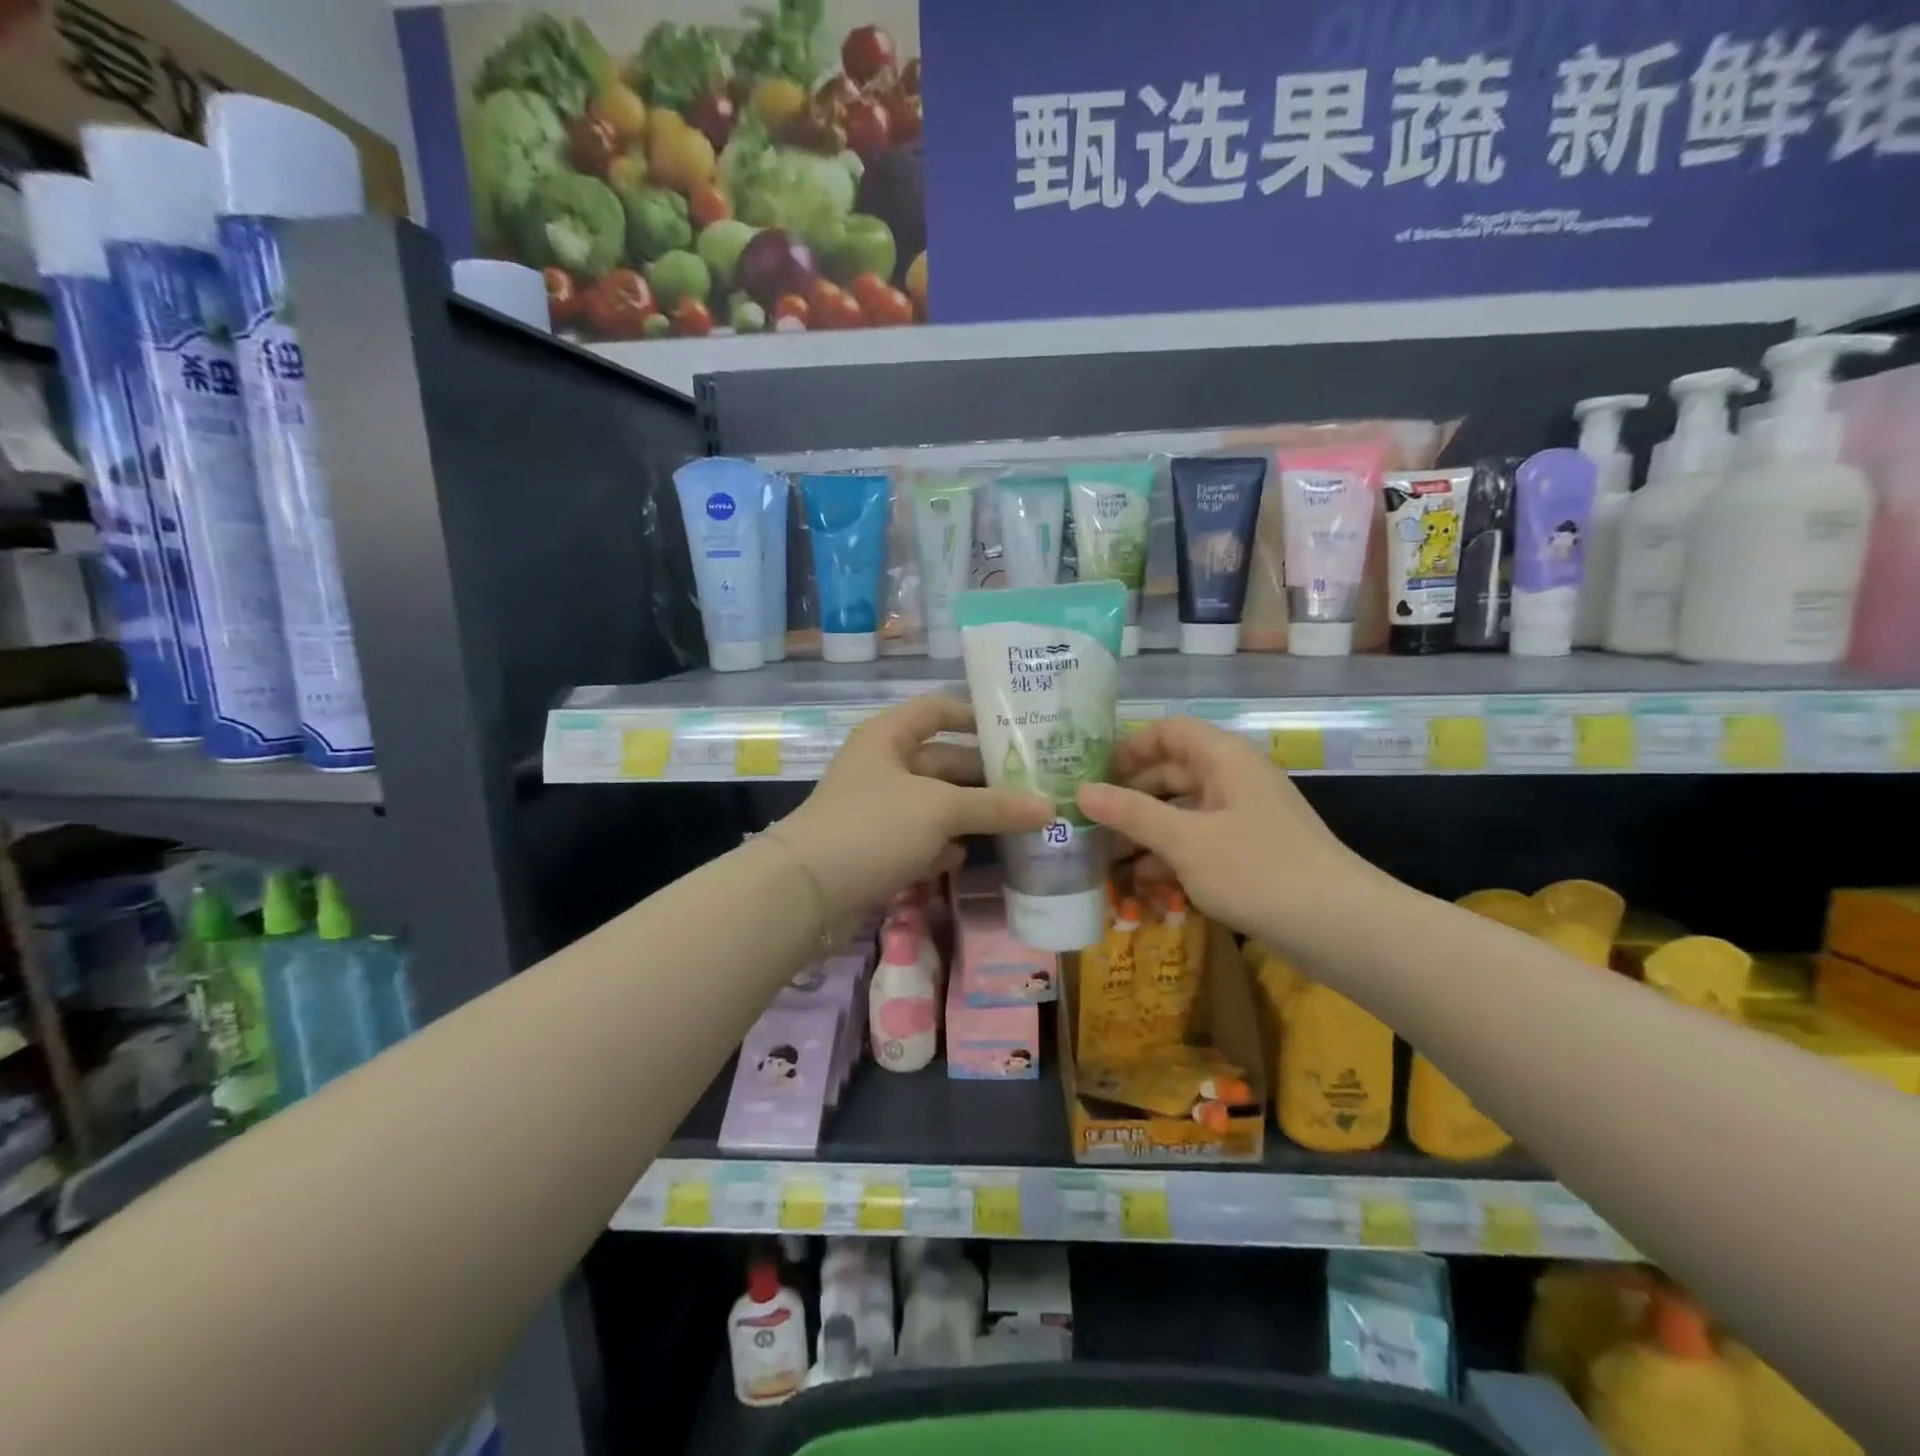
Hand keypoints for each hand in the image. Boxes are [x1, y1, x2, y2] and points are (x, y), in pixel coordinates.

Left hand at [770, 694, 1052, 927]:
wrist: (806, 892)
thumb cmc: (874, 827)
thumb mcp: (940, 809)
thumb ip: (995, 806)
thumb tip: (1050, 807)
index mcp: (890, 737)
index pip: (938, 709)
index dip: (975, 715)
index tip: (1017, 731)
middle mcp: (883, 766)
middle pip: (943, 761)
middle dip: (985, 775)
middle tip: (1034, 786)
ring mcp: (877, 809)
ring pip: (934, 804)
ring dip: (969, 815)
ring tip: (1017, 824)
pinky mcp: (875, 848)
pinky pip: (918, 838)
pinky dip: (940, 846)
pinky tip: (964, 858)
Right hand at [1075, 716, 1377, 947]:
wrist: (1341, 929)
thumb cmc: (1258, 871)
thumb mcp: (1186, 841)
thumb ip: (1132, 813)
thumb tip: (1081, 792)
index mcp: (1223, 759)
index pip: (1168, 731)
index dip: (1128, 747)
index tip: (1091, 775)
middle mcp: (1233, 779)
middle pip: (1171, 771)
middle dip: (1129, 795)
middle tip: (1086, 821)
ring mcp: (1242, 817)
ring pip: (1182, 810)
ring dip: (1145, 830)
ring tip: (1103, 856)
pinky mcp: (1248, 853)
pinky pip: (1198, 841)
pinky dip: (1170, 855)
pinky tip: (1142, 881)